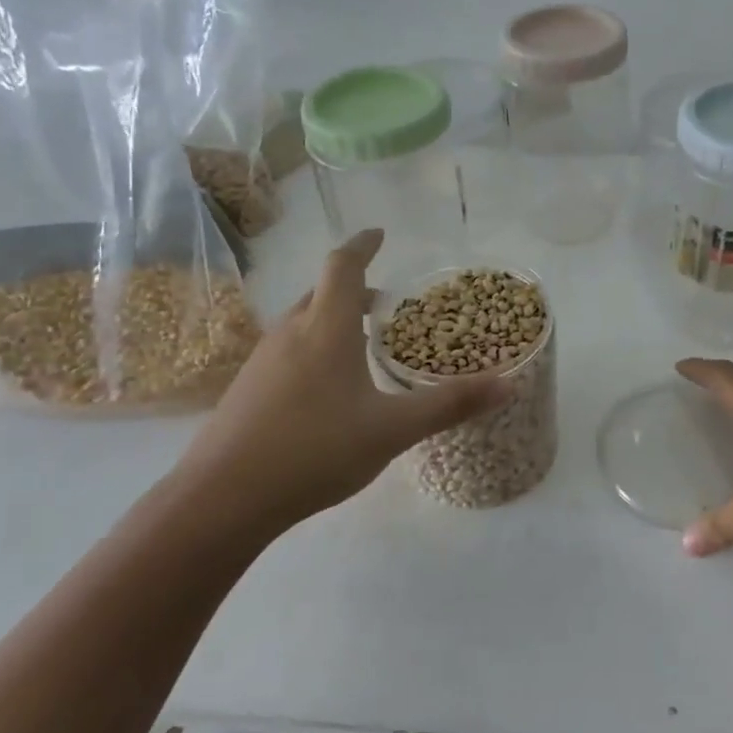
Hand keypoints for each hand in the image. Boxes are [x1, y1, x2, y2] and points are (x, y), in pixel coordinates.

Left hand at [171, 230, 511, 537]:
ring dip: (333, 320)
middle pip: (321, 292)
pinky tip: (328, 388)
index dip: (363, 245)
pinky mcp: (247, 388)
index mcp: (326, 328)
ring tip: (363, 344)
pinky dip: (314, 348)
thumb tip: (509, 383)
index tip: (379, 234)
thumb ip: (449, 405)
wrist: (223, 498)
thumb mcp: (392, 429)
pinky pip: (288, 350)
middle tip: (386, 305)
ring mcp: (262, 360)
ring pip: (303, 322)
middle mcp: (290, 332)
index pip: (343, 266)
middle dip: (354, 289)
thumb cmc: (314, 451)